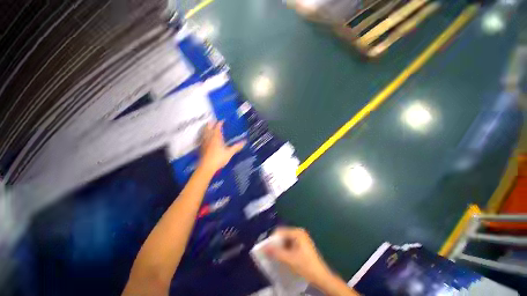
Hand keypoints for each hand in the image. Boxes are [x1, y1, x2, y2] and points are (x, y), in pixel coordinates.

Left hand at [199, 121, 244, 173]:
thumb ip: (237, 147)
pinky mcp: (201, 147)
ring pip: (204, 132)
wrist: (207, 167)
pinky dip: (204, 135)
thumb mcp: (230, 153)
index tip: (222, 120)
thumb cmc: (219, 158)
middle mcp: (209, 138)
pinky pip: (202, 137)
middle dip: (211, 123)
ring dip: (206, 128)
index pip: (217, 127)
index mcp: (216, 137)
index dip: (220, 123)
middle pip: (208, 127)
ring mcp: (204, 142)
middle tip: (214, 121)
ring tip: (209, 126)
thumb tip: (245, 142)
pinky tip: (205, 137)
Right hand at [265, 227, 333, 286]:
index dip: (273, 239)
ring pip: (286, 240)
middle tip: (270, 253)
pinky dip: (285, 249)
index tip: (267, 248)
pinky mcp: (302, 244)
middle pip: (283, 235)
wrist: (321, 277)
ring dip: (280, 247)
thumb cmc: (306, 266)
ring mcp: (301, 238)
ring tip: (275, 256)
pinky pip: (290, 244)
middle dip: (276, 243)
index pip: (280, 231)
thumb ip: (276, 253)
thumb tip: (264, 248)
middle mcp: (299, 232)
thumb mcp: (289, 259)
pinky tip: (283, 257)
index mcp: (297, 232)